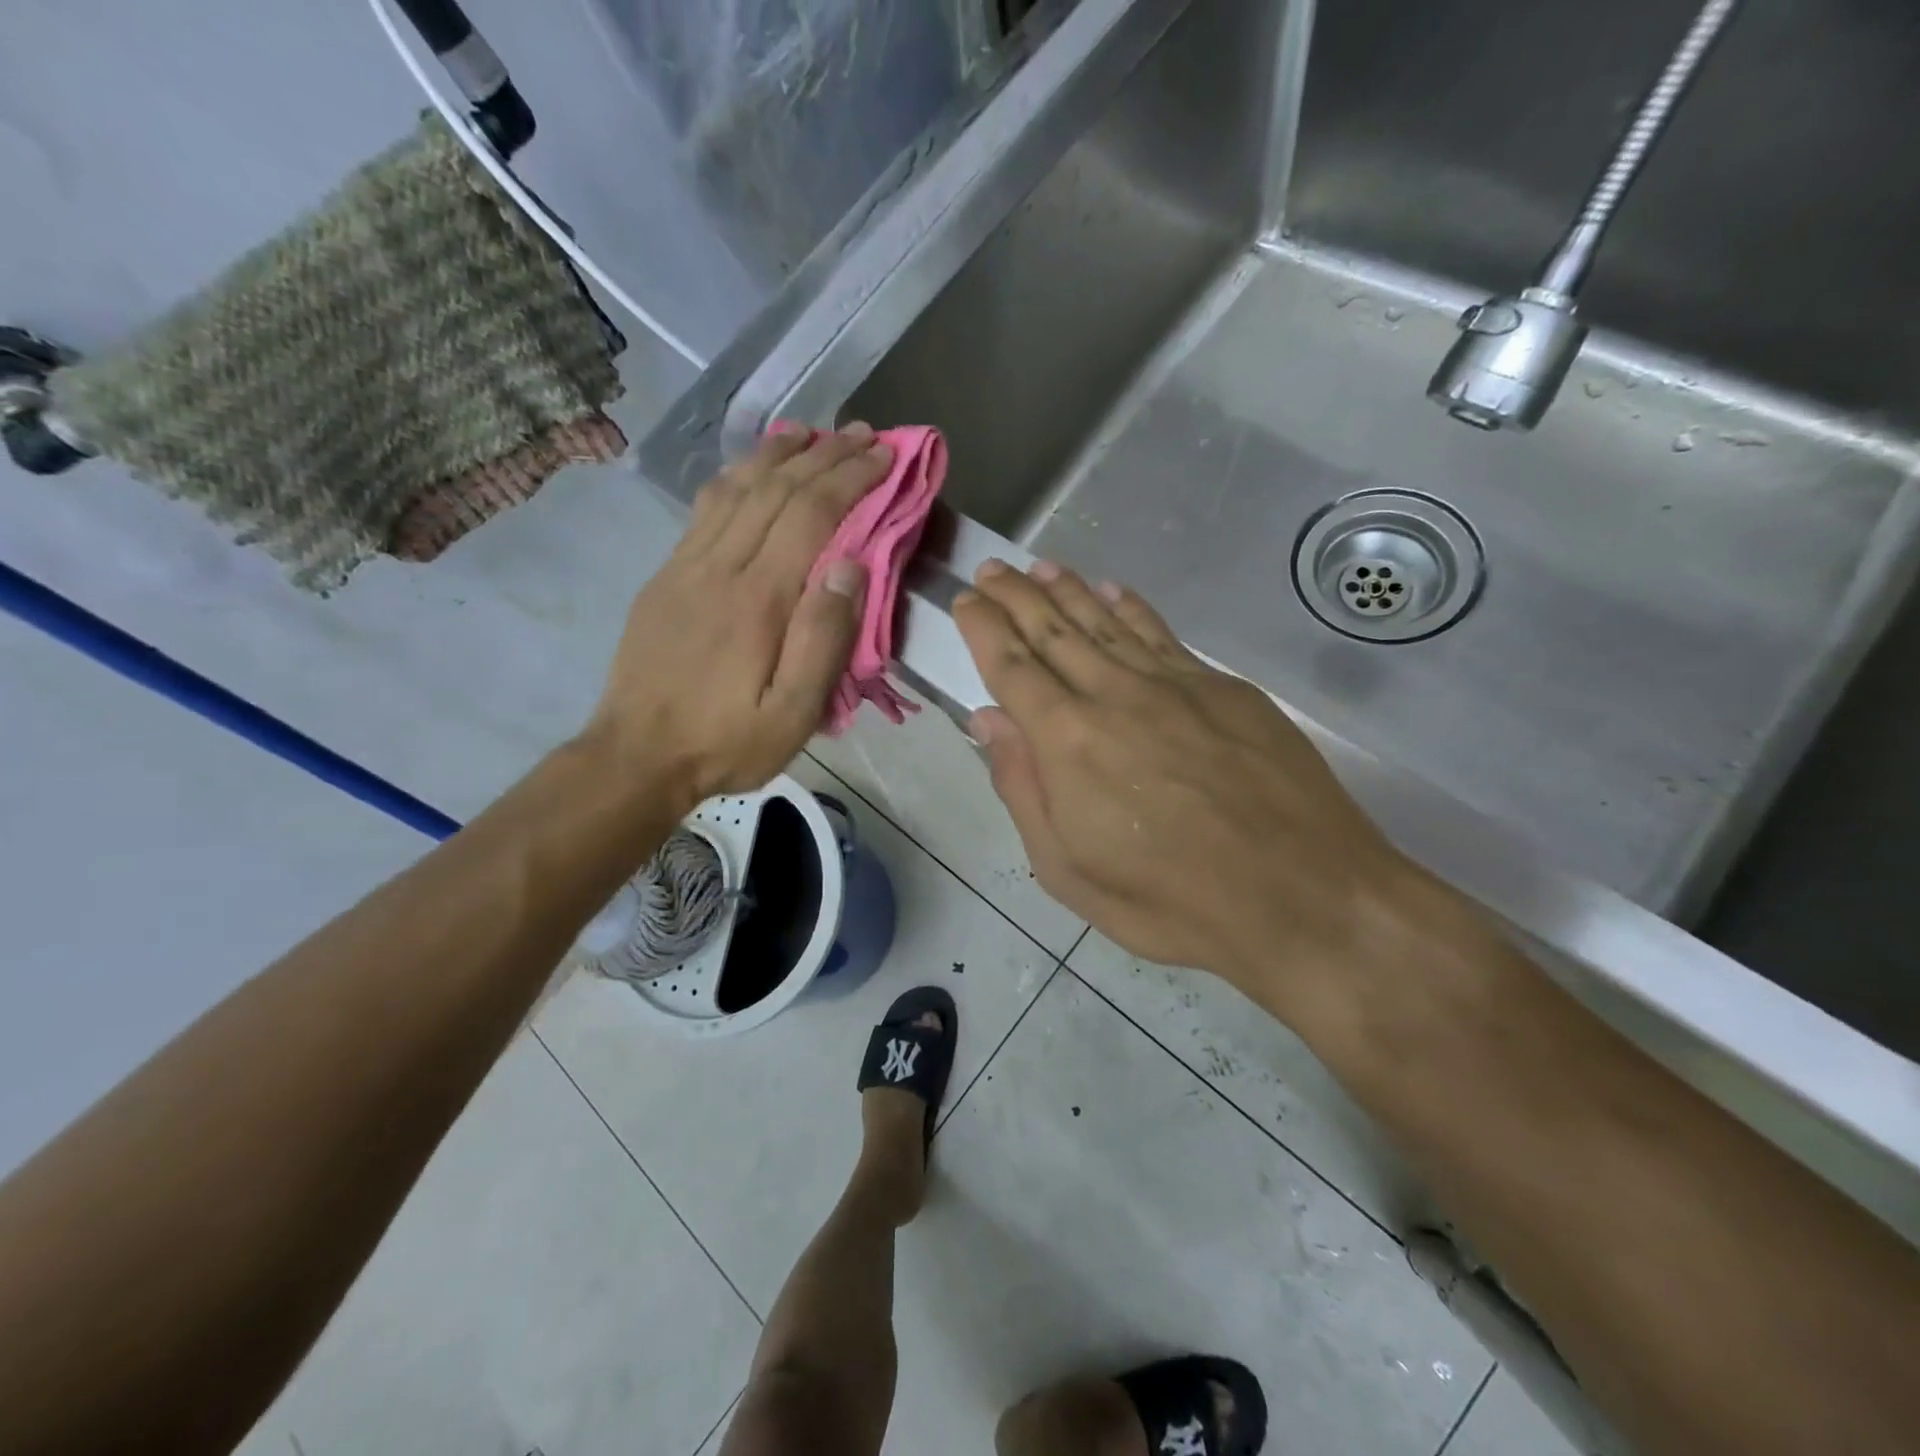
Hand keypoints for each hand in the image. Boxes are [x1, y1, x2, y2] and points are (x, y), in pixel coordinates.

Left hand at [588, 424, 890, 805]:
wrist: (636, 756)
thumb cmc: (725, 741)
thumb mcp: (792, 712)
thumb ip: (823, 638)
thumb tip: (852, 565)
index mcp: (758, 597)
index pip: (811, 514)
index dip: (851, 476)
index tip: (885, 455)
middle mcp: (721, 565)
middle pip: (776, 489)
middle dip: (825, 454)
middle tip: (864, 433)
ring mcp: (686, 565)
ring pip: (737, 488)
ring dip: (777, 453)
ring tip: (811, 431)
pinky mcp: (666, 576)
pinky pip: (705, 509)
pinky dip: (736, 476)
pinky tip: (750, 469)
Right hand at [954, 559, 1433, 1007]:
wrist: (1304, 895)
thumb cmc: (1172, 901)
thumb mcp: (1068, 870)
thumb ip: (1022, 788)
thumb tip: (988, 721)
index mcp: (1068, 741)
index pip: (1012, 666)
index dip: (984, 628)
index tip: (966, 598)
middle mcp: (1115, 694)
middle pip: (1054, 630)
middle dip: (1015, 596)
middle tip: (991, 570)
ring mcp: (1175, 684)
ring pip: (1106, 622)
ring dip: (1067, 590)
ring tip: (1039, 568)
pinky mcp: (1223, 687)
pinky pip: (1162, 634)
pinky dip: (1131, 607)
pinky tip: (1112, 590)